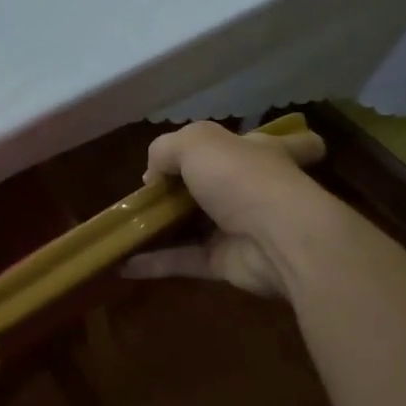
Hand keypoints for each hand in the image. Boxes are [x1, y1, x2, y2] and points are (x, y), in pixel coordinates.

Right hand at [121, 120, 327, 296]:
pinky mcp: (226, 262)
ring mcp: (240, 227)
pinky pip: (185, 260)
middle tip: (152, 190)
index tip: (244, 146)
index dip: (269, 143)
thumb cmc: (243, 178)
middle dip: (190, 187)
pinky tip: (123, 262)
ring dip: (164, 226)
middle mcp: (253, 188)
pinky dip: (155, 262)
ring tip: (127, 225)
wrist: (276, 240)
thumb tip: (153, 178)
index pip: (282, 142)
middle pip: (226, 184)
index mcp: (260, 153)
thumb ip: (166, 150)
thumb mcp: (196, 143)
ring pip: (197, 224)